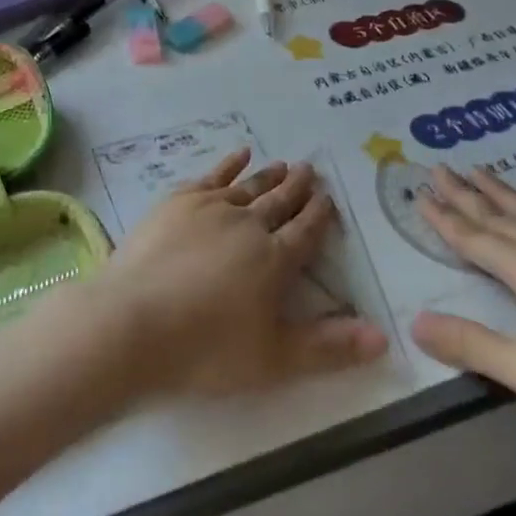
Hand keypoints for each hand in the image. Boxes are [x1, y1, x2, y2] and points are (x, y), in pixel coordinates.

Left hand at [109, 151, 388, 397]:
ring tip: (284, 164)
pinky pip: (211, 176)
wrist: (131, 324)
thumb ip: (329, 348)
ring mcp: (210, 208)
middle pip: (279, 202)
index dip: (319, 215)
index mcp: (274, 260)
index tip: (328, 198)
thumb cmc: (205, 350)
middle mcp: (248, 225)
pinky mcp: (177, 203)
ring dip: (268, 176)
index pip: (305, 231)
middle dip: (298, 188)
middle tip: (311, 169)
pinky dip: (228, 164)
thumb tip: (383, 337)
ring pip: (249, 186)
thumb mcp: (274, 360)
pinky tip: (239, 155)